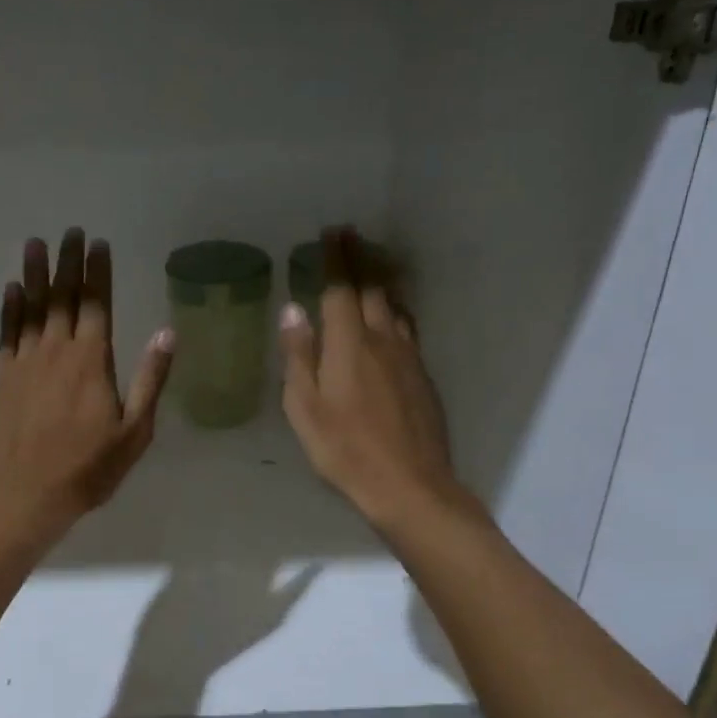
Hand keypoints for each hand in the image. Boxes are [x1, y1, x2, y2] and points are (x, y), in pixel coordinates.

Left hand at [0, 229, 174, 545]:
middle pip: (63, 296)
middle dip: (68, 262)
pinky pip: (7, 331)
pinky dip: (10, 308)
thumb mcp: (135, 431)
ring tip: (35, 243)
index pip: (97, 303)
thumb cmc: (88, 468)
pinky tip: (11, 289)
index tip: (98, 243)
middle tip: (70, 231)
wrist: (26, 494)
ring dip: (35, 273)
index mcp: (92, 361)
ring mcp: (26, 361)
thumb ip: (150, 380)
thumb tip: (166, 333)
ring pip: (32, 307)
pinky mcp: (3, 376)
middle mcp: (57, 350)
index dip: (98, 271)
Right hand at [280, 229, 469, 531]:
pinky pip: (406, 328)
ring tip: (371, 268)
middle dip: (361, 259)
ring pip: (394, 306)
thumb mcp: (305, 408)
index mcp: (348, 344)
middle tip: (351, 237)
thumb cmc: (345, 450)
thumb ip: (299, 356)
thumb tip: (293, 310)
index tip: (332, 233)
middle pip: (373, 288)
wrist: (410, 485)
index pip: (342, 288)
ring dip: (381, 281)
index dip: (336, 258)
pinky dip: (394, 310)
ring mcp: (408, 356)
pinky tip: (390, 317)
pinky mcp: (422, 376)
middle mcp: (382, 339)